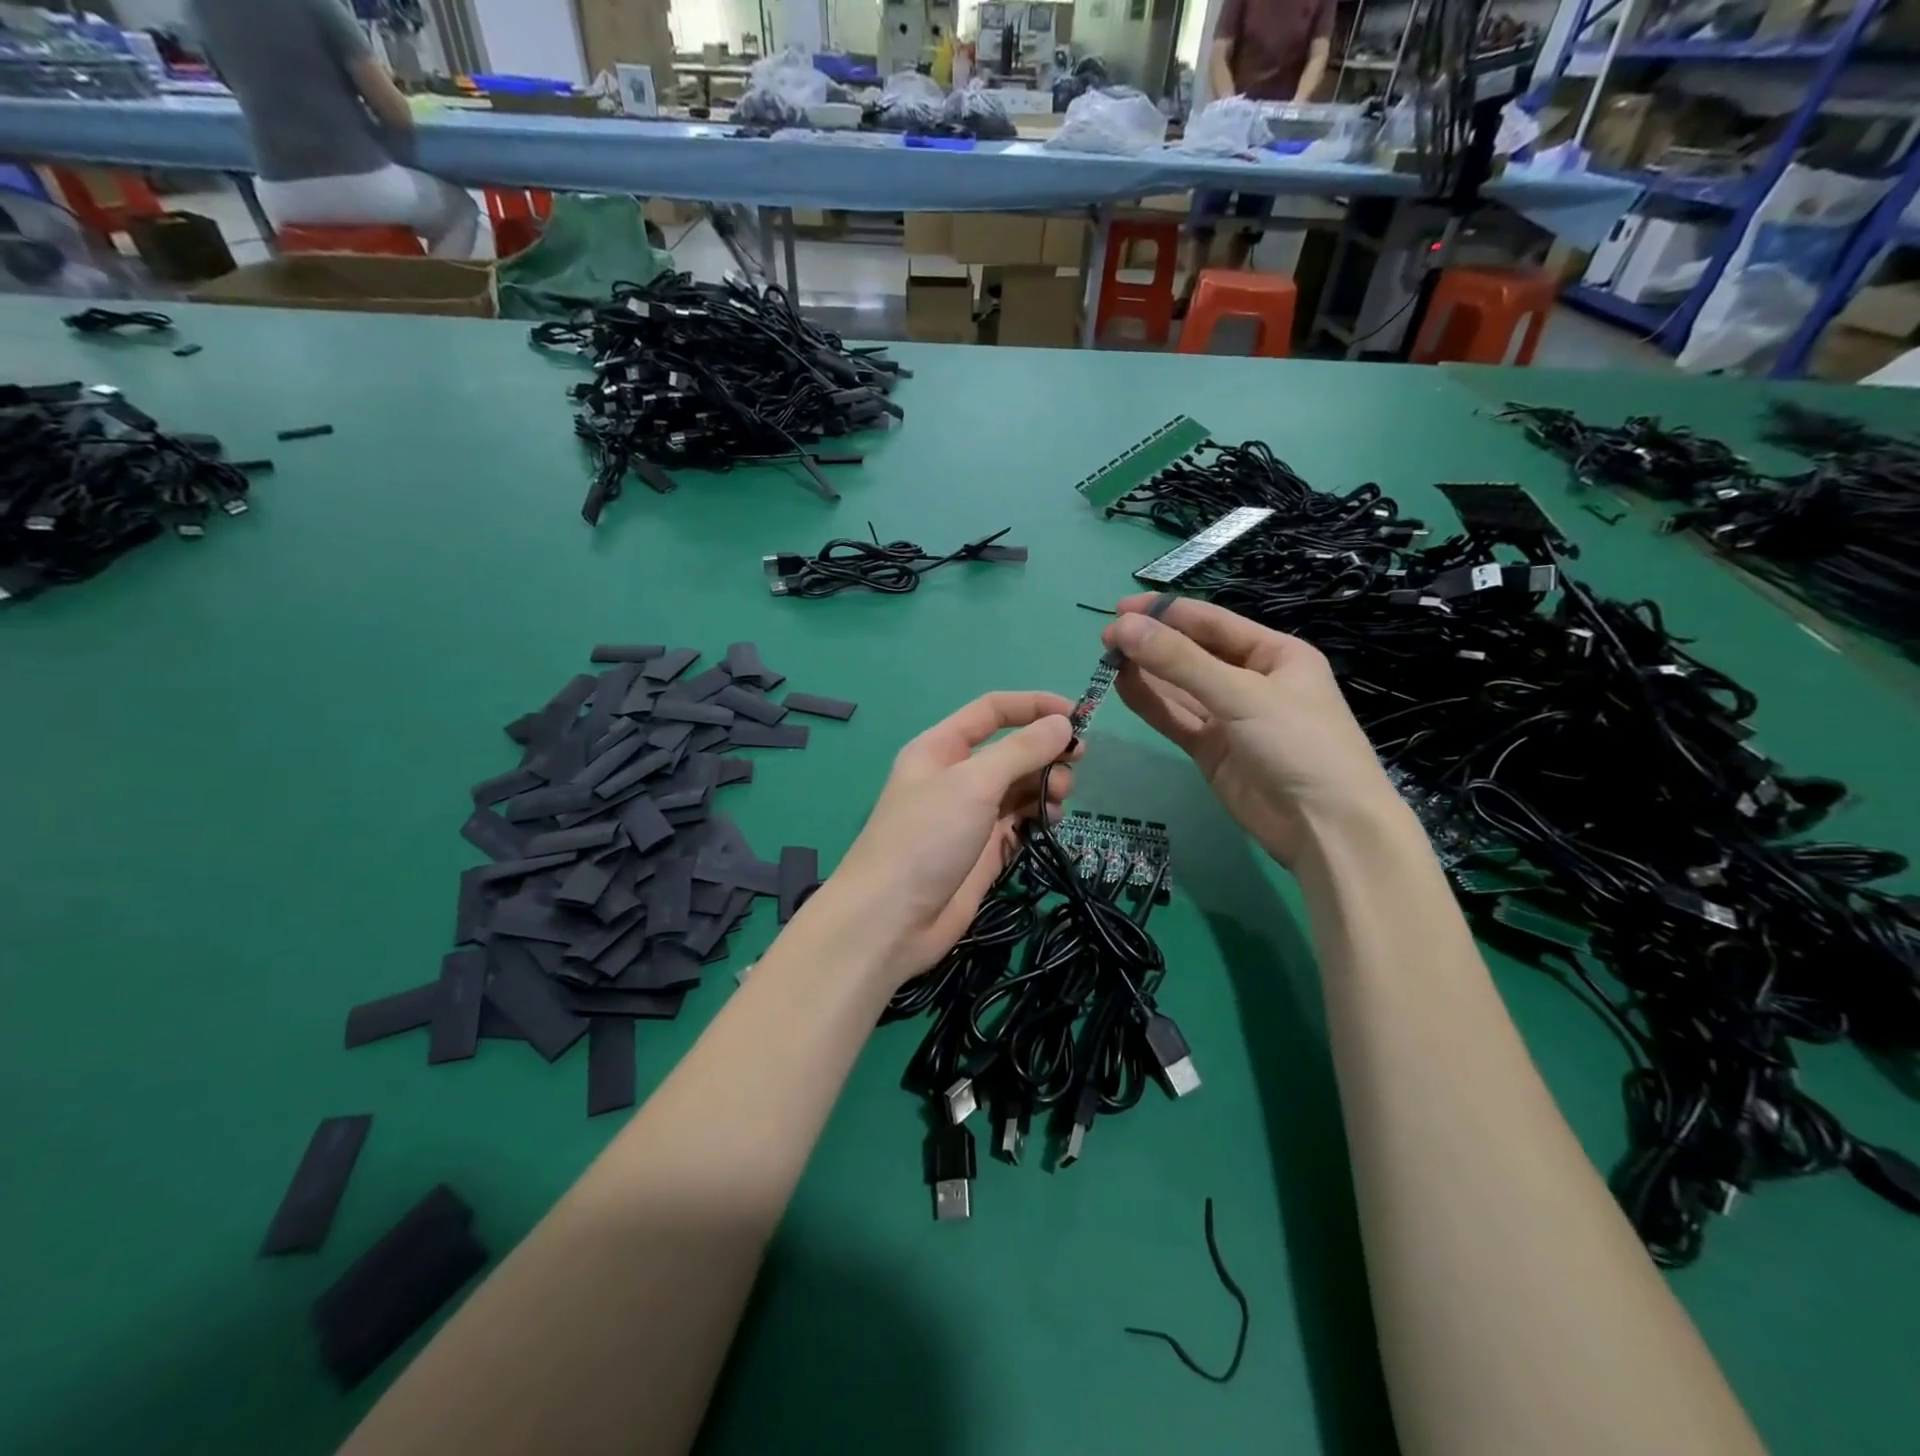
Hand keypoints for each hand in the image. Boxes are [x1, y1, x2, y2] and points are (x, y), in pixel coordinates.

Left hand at [811, 692, 1079, 984]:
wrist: (891, 920)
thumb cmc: (926, 838)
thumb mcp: (973, 783)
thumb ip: (1021, 751)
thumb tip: (1063, 723)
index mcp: (941, 748)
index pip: (992, 711)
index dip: (1034, 706)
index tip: (1077, 715)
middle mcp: (956, 776)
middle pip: (1011, 749)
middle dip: (1045, 751)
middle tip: (1076, 763)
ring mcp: (971, 815)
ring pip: (1019, 786)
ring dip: (1045, 784)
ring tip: (1058, 799)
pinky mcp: (984, 850)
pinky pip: (1020, 821)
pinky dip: (1038, 816)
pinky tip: (1049, 822)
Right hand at [1103, 594, 1397, 865]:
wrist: (1325, 828)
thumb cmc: (1298, 745)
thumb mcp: (1242, 695)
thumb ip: (1180, 662)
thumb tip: (1123, 627)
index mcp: (1275, 654)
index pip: (1212, 622)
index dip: (1166, 613)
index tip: (1119, 608)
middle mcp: (1251, 680)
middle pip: (1193, 653)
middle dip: (1152, 643)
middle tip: (1105, 638)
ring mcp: (1230, 718)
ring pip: (1179, 687)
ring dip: (1146, 672)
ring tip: (1106, 659)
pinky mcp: (1212, 750)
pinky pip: (1176, 719)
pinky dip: (1150, 704)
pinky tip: (1122, 687)